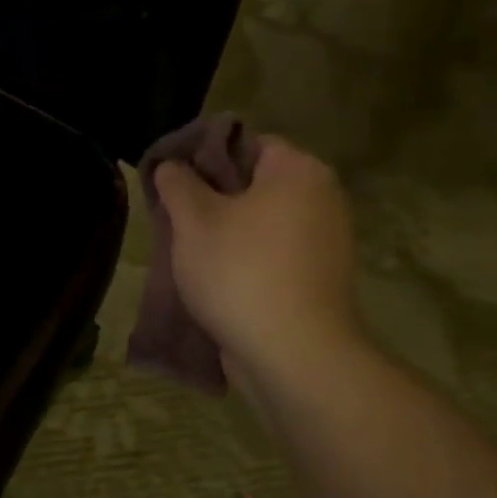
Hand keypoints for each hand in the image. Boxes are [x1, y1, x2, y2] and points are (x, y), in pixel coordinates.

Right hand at [153, 136, 360, 382]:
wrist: (294, 355)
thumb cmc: (240, 272)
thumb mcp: (193, 220)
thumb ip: (177, 183)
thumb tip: (172, 165)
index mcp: (298, 170)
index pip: (244, 142)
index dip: (202, 156)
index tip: (170, 181)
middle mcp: (322, 198)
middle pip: (253, 183)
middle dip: (210, 198)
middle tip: (173, 219)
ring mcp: (326, 241)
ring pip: (260, 222)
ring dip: (224, 233)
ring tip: (187, 252)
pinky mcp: (320, 279)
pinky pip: (273, 254)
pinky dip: (245, 260)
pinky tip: (214, 280)